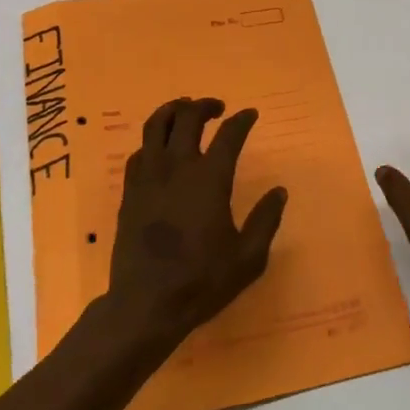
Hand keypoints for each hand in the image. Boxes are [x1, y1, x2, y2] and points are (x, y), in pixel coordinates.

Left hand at [103, 98, 288, 351]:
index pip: (229, 134)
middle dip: (204, 105)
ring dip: (173, 110)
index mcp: (210, 179)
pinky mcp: (130, 191)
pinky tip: (160, 149)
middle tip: (217, 108)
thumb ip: (266, 220)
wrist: (145, 304)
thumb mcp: (248, 258)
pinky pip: (139, 151)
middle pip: (187, 117)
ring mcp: (149, 177)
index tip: (250, 114)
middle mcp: (178, 167)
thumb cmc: (202, 281)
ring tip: (184, 110)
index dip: (242, 120)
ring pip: (155, 125)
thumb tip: (279, 192)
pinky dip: (152, 141)